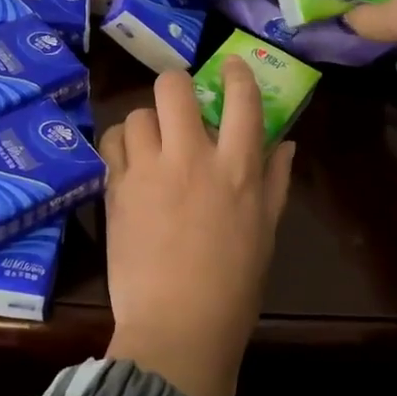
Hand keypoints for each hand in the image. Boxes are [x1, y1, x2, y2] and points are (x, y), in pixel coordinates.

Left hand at [99, 61, 294, 395]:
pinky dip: (119, 144)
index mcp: (237, 168)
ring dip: (146, 122)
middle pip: (174, 87)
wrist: (176, 328)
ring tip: (152, 142)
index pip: (241, 98)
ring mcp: (148, 171)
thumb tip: (285, 144)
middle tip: (179, 104)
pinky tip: (129, 162)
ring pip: (137, 113)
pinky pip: (111, 143)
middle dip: (176, 85)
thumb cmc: (232, 286)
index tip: (230, 66)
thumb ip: (275, 181)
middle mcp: (191, 157)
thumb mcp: (265, 231)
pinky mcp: (115, 189)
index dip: (236, 72)